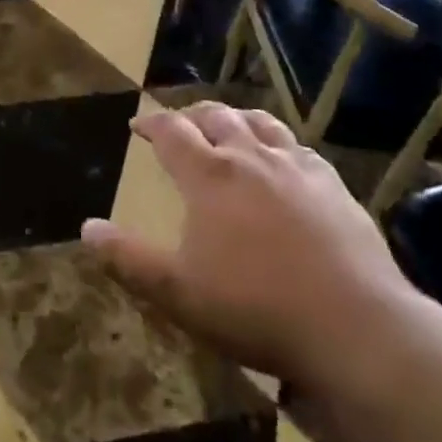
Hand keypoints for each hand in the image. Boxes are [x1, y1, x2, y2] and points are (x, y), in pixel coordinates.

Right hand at [82, 103, 419, 396]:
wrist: (353, 326)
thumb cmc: (254, 308)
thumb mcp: (177, 292)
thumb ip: (128, 258)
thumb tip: (87, 228)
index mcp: (210, 176)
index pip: (171, 132)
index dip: (151, 122)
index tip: (137, 123)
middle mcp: (250, 157)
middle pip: (216, 117)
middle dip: (192, 115)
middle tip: (180, 124)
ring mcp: (296, 167)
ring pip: (260, 123)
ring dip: (236, 119)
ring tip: (228, 126)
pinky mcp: (332, 186)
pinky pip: (299, 148)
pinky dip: (279, 143)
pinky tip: (284, 158)